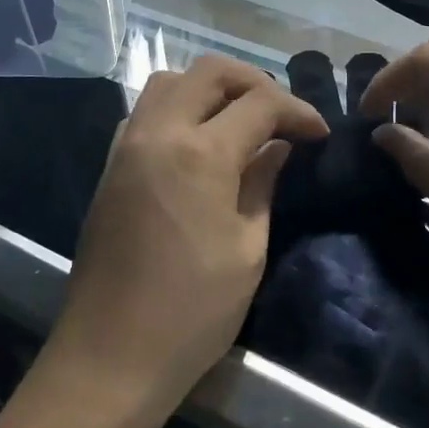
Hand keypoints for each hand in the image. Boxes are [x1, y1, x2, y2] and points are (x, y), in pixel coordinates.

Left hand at [45, 55, 328, 419]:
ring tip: (240, 120)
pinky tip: (197, 142)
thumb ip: (262, 184)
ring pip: (170, 81)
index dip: (297, 110)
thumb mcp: (247, 249)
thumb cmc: (192, 311)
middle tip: (281, 115)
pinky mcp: (110, 165)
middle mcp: (159, 132)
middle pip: (210, 72)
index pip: (260, 103)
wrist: (110, 356)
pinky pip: (146, 111)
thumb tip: (278, 147)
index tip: (319, 133)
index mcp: (201, 153)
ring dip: (210, 88)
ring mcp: (127, 145)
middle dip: (254, 81)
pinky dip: (177, 107)